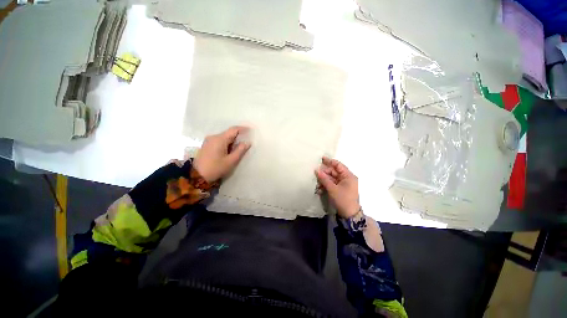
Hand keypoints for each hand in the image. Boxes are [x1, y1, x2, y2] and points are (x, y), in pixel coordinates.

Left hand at [193, 126, 250, 182]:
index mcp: (220, 139)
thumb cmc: (216, 168)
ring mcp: (209, 141)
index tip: (251, 130)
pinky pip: (219, 141)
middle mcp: (213, 137)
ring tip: (239, 147)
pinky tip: (230, 150)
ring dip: (233, 141)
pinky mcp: (207, 145)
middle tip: (247, 141)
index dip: (243, 129)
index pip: (233, 129)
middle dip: (238, 136)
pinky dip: (227, 143)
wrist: (197, 176)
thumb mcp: (231, 161)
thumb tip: (248, 142)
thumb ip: (240, 150)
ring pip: (224, 137)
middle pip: (229, 133)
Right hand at [315, 157, 359, 218]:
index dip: (330, 161)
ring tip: (317, 185)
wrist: (349, 215)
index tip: (321, 159)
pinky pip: (332, 184)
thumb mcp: (332, 189)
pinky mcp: (341, 189)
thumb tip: (316, 170)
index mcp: (348, 176)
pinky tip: (320, 190)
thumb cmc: (343, 199)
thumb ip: (324, 179)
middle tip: (316, 174)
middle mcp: (347, 178)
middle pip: (334, 172)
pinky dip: (326, 186)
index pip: (338, 165)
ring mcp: (344, 184)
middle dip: (324, 174)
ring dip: (324, 181)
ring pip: (332, 179)